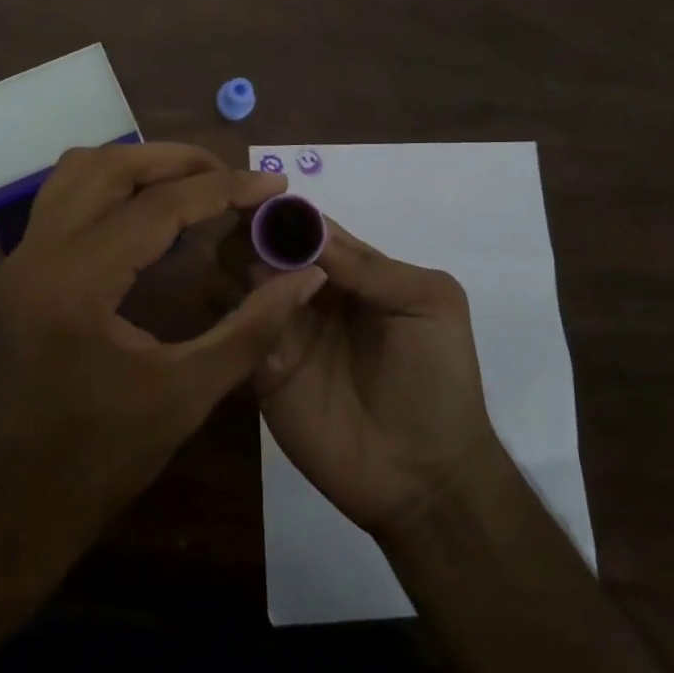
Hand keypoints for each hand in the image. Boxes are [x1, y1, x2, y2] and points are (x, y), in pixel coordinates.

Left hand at [0, 142, 329, 536]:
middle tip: (232, 175)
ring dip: (139, 164)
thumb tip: (307, 275)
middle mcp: (38, 254)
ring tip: (193, 183)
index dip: (223, 189)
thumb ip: (253, 327)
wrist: (22, 500)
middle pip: (110, 167)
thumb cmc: (106, 455)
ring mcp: (20, 258)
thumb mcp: (189, 393)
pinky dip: (111, 186)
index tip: (274, 183)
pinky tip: (149, 211)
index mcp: (76, 284)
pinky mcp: (19, 268)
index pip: (158, 208)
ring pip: (79, 171)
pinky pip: (64, 196)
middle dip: (178, 160)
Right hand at [225, 213, 503, 538]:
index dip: (284, 211)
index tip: (255, 195)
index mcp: (352, 271)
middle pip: (267, 247)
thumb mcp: (428, 304)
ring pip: (244, 282)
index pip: (308, 227)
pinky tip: (246, 316)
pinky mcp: (262, 370)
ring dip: (239, 269)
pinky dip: (236, 316)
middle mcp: (310, 293)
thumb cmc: (437, 380)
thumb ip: (371, 266)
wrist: (424, 477)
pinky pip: (238, 331)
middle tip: (245, 237)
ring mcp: (284, 330)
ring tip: (251, 279)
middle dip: (253, 234)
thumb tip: (306, 229)